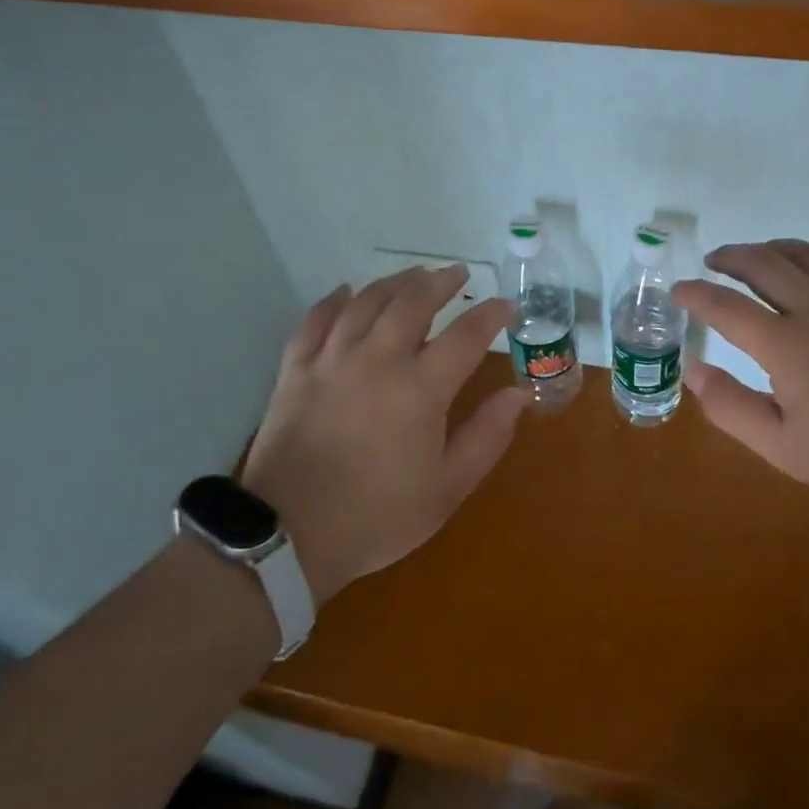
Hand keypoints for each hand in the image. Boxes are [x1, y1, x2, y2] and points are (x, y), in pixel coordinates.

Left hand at [239, 265, 526, 604]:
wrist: (289, 535)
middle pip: (413, 302)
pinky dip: (334, 301)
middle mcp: (378, 360)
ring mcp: (332, 360)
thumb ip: (487, 436)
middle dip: (440, 282)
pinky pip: (315, 320)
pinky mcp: (296, 370)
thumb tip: (518, 394)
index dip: (490, 315)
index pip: (466, 335)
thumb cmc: (378, 515)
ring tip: (414, 274)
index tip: (505, 305)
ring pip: (366, 302)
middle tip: (457, 272)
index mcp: (421, 389)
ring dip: (394, 282)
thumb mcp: (448, 488)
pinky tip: (346, 292)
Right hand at [672, 240, 808, 521]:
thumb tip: (692, 370)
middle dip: (730, 258)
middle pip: (764, 264)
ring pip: (806, 255)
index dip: (696, 294)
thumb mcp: (783, 448)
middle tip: (713, 263)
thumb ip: (730, 407)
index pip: (726, 307)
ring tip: (754, 257)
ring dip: (771, 250)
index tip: (678, 290)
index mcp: (788, 347)